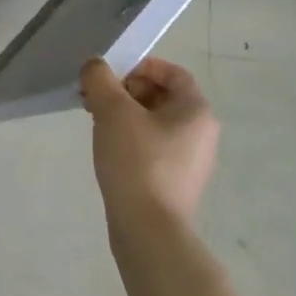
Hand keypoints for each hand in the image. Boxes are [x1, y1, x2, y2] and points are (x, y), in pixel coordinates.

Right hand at [81, 56, 219, 230]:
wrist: (148, 229)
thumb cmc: (136, 161)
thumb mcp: (113, 110)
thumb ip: (101, 79)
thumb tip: (95, 67)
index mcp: (196, 111)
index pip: (172, 73)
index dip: (140, 66)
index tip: (110, 74)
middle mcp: (200, 132)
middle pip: (161, 95)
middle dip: (125, 89)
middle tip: (94, 95)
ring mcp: (189, 159)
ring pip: (153, 121)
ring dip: (123, 113)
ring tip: (94, 119)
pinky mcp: (174, 180)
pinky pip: (152, 145)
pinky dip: (129, 137)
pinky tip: (106, 146)